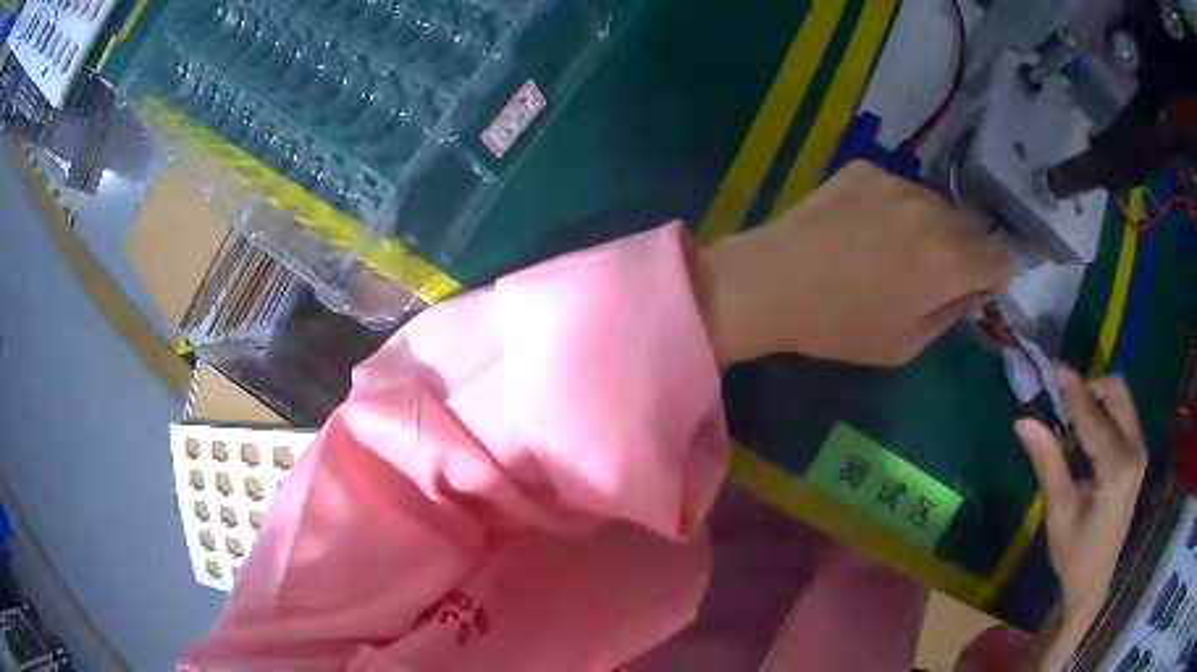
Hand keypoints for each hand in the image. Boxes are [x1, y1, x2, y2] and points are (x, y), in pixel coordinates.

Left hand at [697, 161, 1012, 365]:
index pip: (1003, 256)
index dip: (995, 274)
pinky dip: (897, 208)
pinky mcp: (866, 168)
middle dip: (966, 252)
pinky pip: (901, 189)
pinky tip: (864, 226)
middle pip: (975, 228)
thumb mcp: (905, 345)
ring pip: (938, 205)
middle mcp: (932, 213)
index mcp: (949, 263)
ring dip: (933, 226)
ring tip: (894, 249)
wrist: (771, 281)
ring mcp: (897, 183)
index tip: (977, 287)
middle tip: (933, 274)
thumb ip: (951, 314)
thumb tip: (975, 290)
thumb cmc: (839, 327)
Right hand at [1014, 368, 1146, 668]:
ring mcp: (1139, 451)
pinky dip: (1103, 414)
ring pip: (1121, 400)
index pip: (1094, 415)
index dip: (1072, 389)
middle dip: (1089, 388)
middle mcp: (1135, 449)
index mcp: (1117, 467)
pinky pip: (1122, 416)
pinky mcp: (1137, 455)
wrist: (1093, 584)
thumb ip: (1047, 460)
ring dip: (1096, 400)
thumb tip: (1023, 421)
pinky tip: (1085, 439)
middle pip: (1116, 391)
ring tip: (1071, 423)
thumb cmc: (1073, 554)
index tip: (1051, 367)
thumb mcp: (1058, 511)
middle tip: (1061, 403)